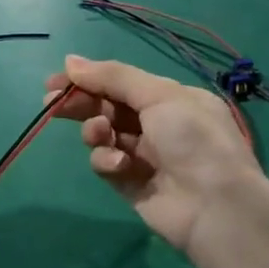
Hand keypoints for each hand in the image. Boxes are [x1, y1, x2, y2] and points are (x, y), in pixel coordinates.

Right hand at [46, 54, 261, 255]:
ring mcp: (143, 156)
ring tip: (100, 135)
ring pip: (102, 135)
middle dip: (81, 103)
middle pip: (107, 108)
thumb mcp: (158, 95)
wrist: (216, 206)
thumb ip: (112, 77)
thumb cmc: (193, 140)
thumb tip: (70, 61)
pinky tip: (119, 164)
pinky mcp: (130, 184)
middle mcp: (158, 125)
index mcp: (171, 99)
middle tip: (52, 102)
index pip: (121, 83)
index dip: (88, 79)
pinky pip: (106, 164)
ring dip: (95, 131)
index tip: (56, 80)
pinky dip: (107, 160)